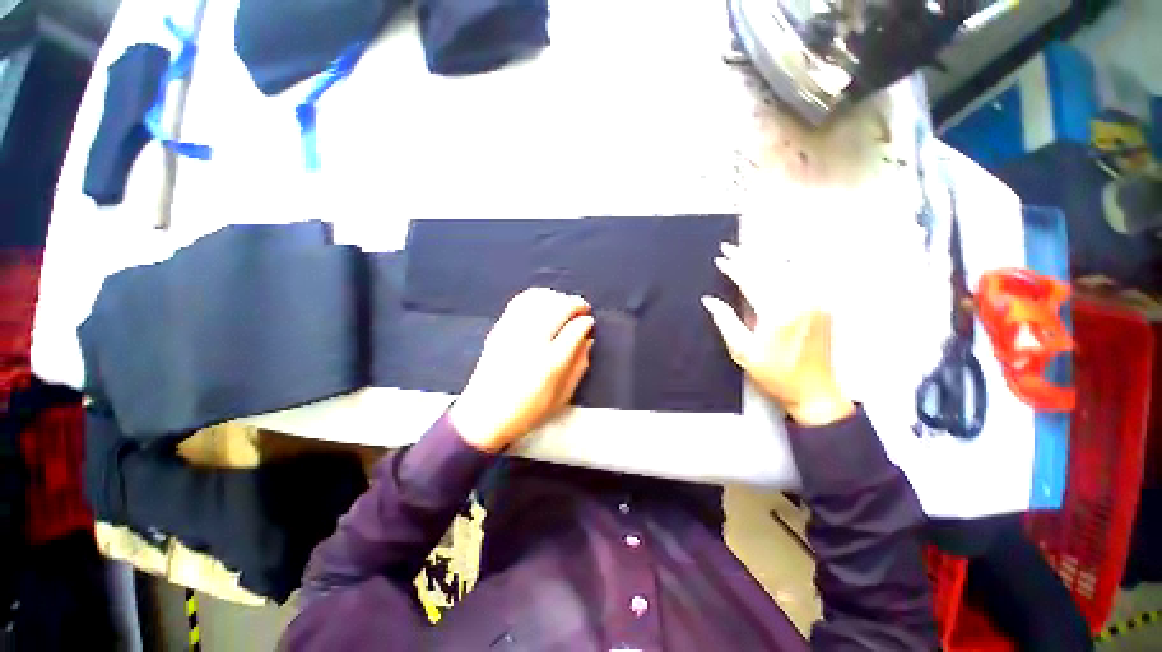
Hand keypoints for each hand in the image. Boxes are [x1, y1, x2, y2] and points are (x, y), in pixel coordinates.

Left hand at [450, 288, 594, 451]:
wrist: (483, 416)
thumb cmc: (527, 411)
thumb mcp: (562, 397)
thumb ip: (579, 366)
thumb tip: (588, 340)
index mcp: (551, 362)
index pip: (575, 329)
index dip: (586, 321)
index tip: (589, 322)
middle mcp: (532, 341)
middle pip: (559, 308)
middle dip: (575, 303)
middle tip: (583, 308)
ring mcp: (513, 332)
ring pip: (539, 300)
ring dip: (557, 297)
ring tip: (565, 303)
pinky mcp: (499, 329)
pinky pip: (520, 302)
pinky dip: (535, 296)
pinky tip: (543, 300)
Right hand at [702, 242, 853, 425]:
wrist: (815, 391)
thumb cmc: (775, 374)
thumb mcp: (742, 351)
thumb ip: (725, 321)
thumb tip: (710, 300)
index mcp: (776, 312)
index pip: (750, 280)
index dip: (733, 267)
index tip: (720, 259)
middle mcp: (799, 300)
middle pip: (769, 268)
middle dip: (747, 256)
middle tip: (729, 247)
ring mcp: (814, 300)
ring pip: (787, 268)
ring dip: (765, 257)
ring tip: (748, 249)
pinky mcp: (822, 304)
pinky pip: (803, 276)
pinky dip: (787, 265)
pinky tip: (778, 260)